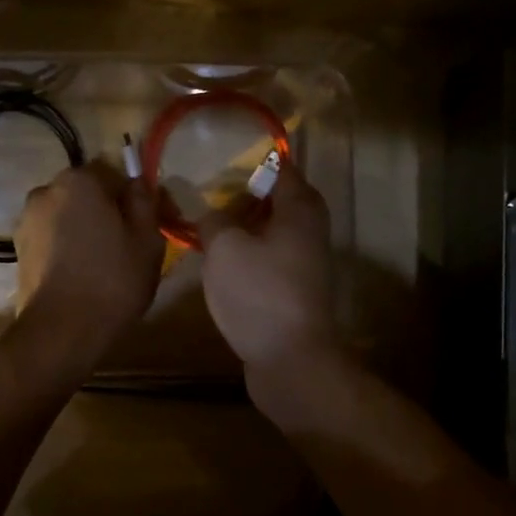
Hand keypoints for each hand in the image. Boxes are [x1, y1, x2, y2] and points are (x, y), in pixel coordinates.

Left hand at [15, 162, 163, 354]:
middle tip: (133, 243)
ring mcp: (27, 221)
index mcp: (78, 181)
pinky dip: (69, 248)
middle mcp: (46, 191)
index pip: (115, 174)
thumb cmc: (113, 279)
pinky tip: (84, 274)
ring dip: (87, 229)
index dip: (137, 196)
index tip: (155, 221)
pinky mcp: (19, 250)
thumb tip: (137, 182)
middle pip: (88, 194)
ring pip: (70, 216)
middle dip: (110, 211)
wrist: (61, 331)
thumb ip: (144, 201)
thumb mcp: (147, 238)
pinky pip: (54, 238)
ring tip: (107, 263)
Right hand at [198, 165, 336, 372]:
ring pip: (273, 230)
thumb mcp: (224, 248)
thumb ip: (211, 220)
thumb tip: (206, 210)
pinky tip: (221, 260)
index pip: (282, 168)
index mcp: (299, 209)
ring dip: (245, 225)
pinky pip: (270, 257)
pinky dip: (249, 252)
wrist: (290, 360)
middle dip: (246, 194)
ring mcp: (305, 262)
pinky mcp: (294, 289)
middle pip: (279, 199)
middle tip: (210, 191)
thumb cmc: (259, 292)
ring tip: (208, 223)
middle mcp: (309, 230)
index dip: (255, 159)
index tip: (223, 156)